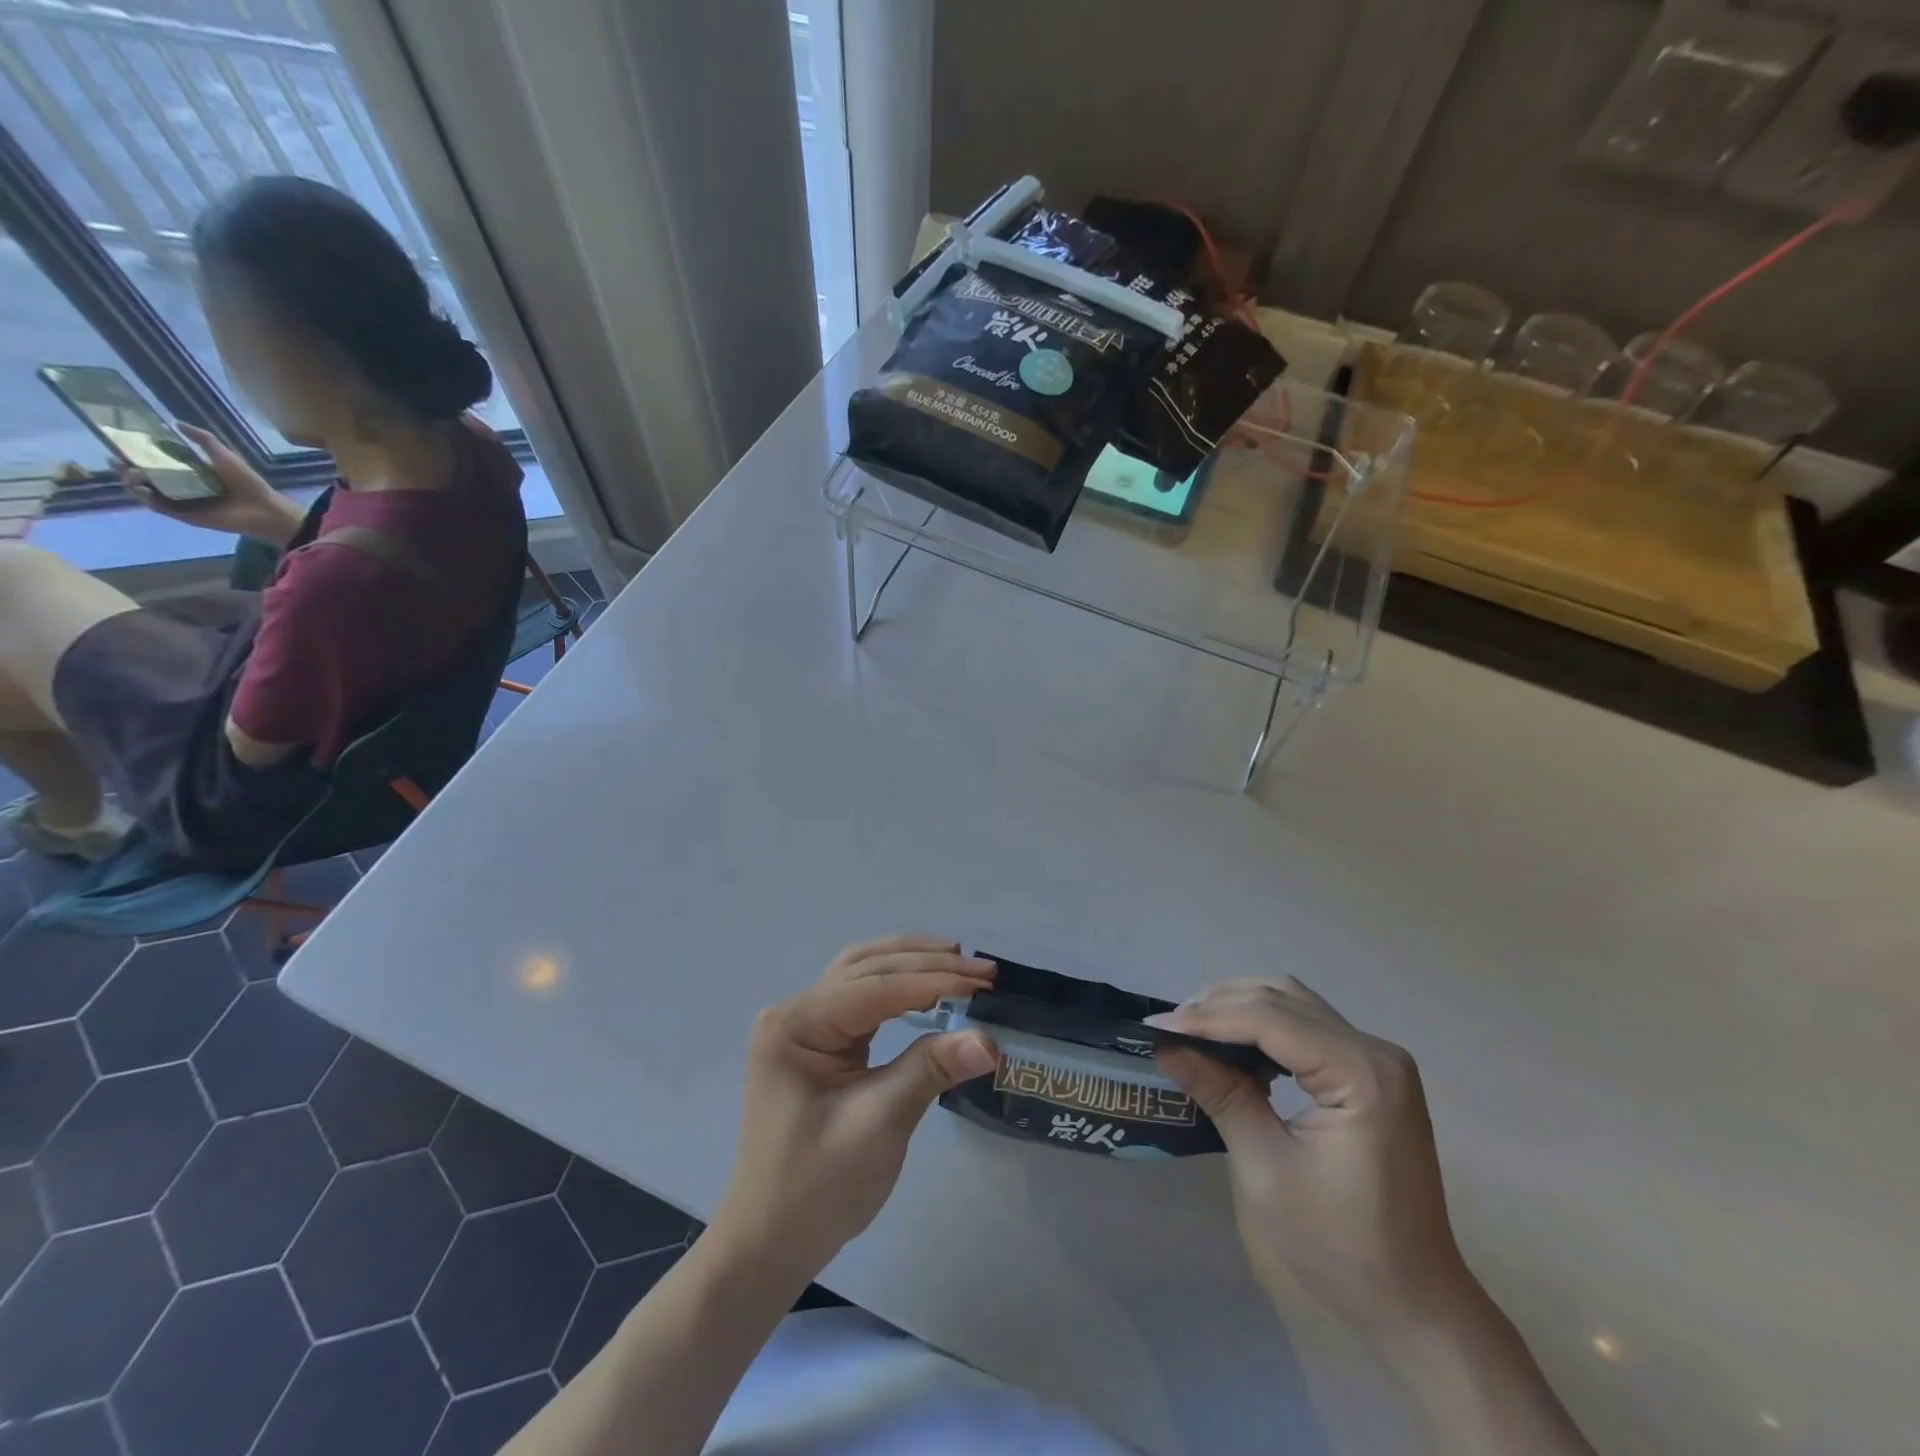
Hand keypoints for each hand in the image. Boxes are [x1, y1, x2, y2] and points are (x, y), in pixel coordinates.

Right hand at [120, 423, 303, 543]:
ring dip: (133, 483)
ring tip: (130, 473)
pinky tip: (142, 489)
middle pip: (146, 477)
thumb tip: (176, 421)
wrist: (265, 509)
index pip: (155, 462)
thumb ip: (203, 439)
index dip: (135, 454)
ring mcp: (183, 502)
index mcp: (191, 472)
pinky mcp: (186, 516)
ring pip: (148, 492)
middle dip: (127, 468)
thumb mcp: (224, 455)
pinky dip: (148, 499)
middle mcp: (183, 487)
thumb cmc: (248, 482)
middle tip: (116, 460)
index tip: (118, 445)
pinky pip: (161, 507)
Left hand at [709, 937, 997, 1281]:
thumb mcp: (878, 1126)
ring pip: (862, 972)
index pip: (876, 986)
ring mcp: (801, 1024)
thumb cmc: (817, 1188)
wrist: (770, 1242)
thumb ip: (930, 1071)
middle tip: (983, 971)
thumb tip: (989, 1040)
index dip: (934, 980)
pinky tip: (925, 984)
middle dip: (927, 963)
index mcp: (796, 1024)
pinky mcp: (815, 1040)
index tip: (985, 983)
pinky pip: (859, 995)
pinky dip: (896, 983)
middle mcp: (794, 1011)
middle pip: (868, 967)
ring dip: (910, 962)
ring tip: (958, 959)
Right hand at [1153, 978, 1472, 1334]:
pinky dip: (1263, 1024)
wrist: (1412, 1303)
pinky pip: (1306, 1024)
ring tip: (1192, 1030)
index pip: (1269, 1018)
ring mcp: (1378, 1059)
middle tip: (1168, 1029)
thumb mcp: (1266, 1170)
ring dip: (1239, 1008)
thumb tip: (1166, 1048)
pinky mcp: (1371, 1072)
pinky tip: (1233, 1046)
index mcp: (1361, 1074)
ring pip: (1293, 1002)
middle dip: (1218, 1006)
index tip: (1155, 1028)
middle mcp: (1375, 1051)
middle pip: (1281, 998)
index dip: (1207, 1018)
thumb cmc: (1339, 1246)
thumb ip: (1221, 1095)